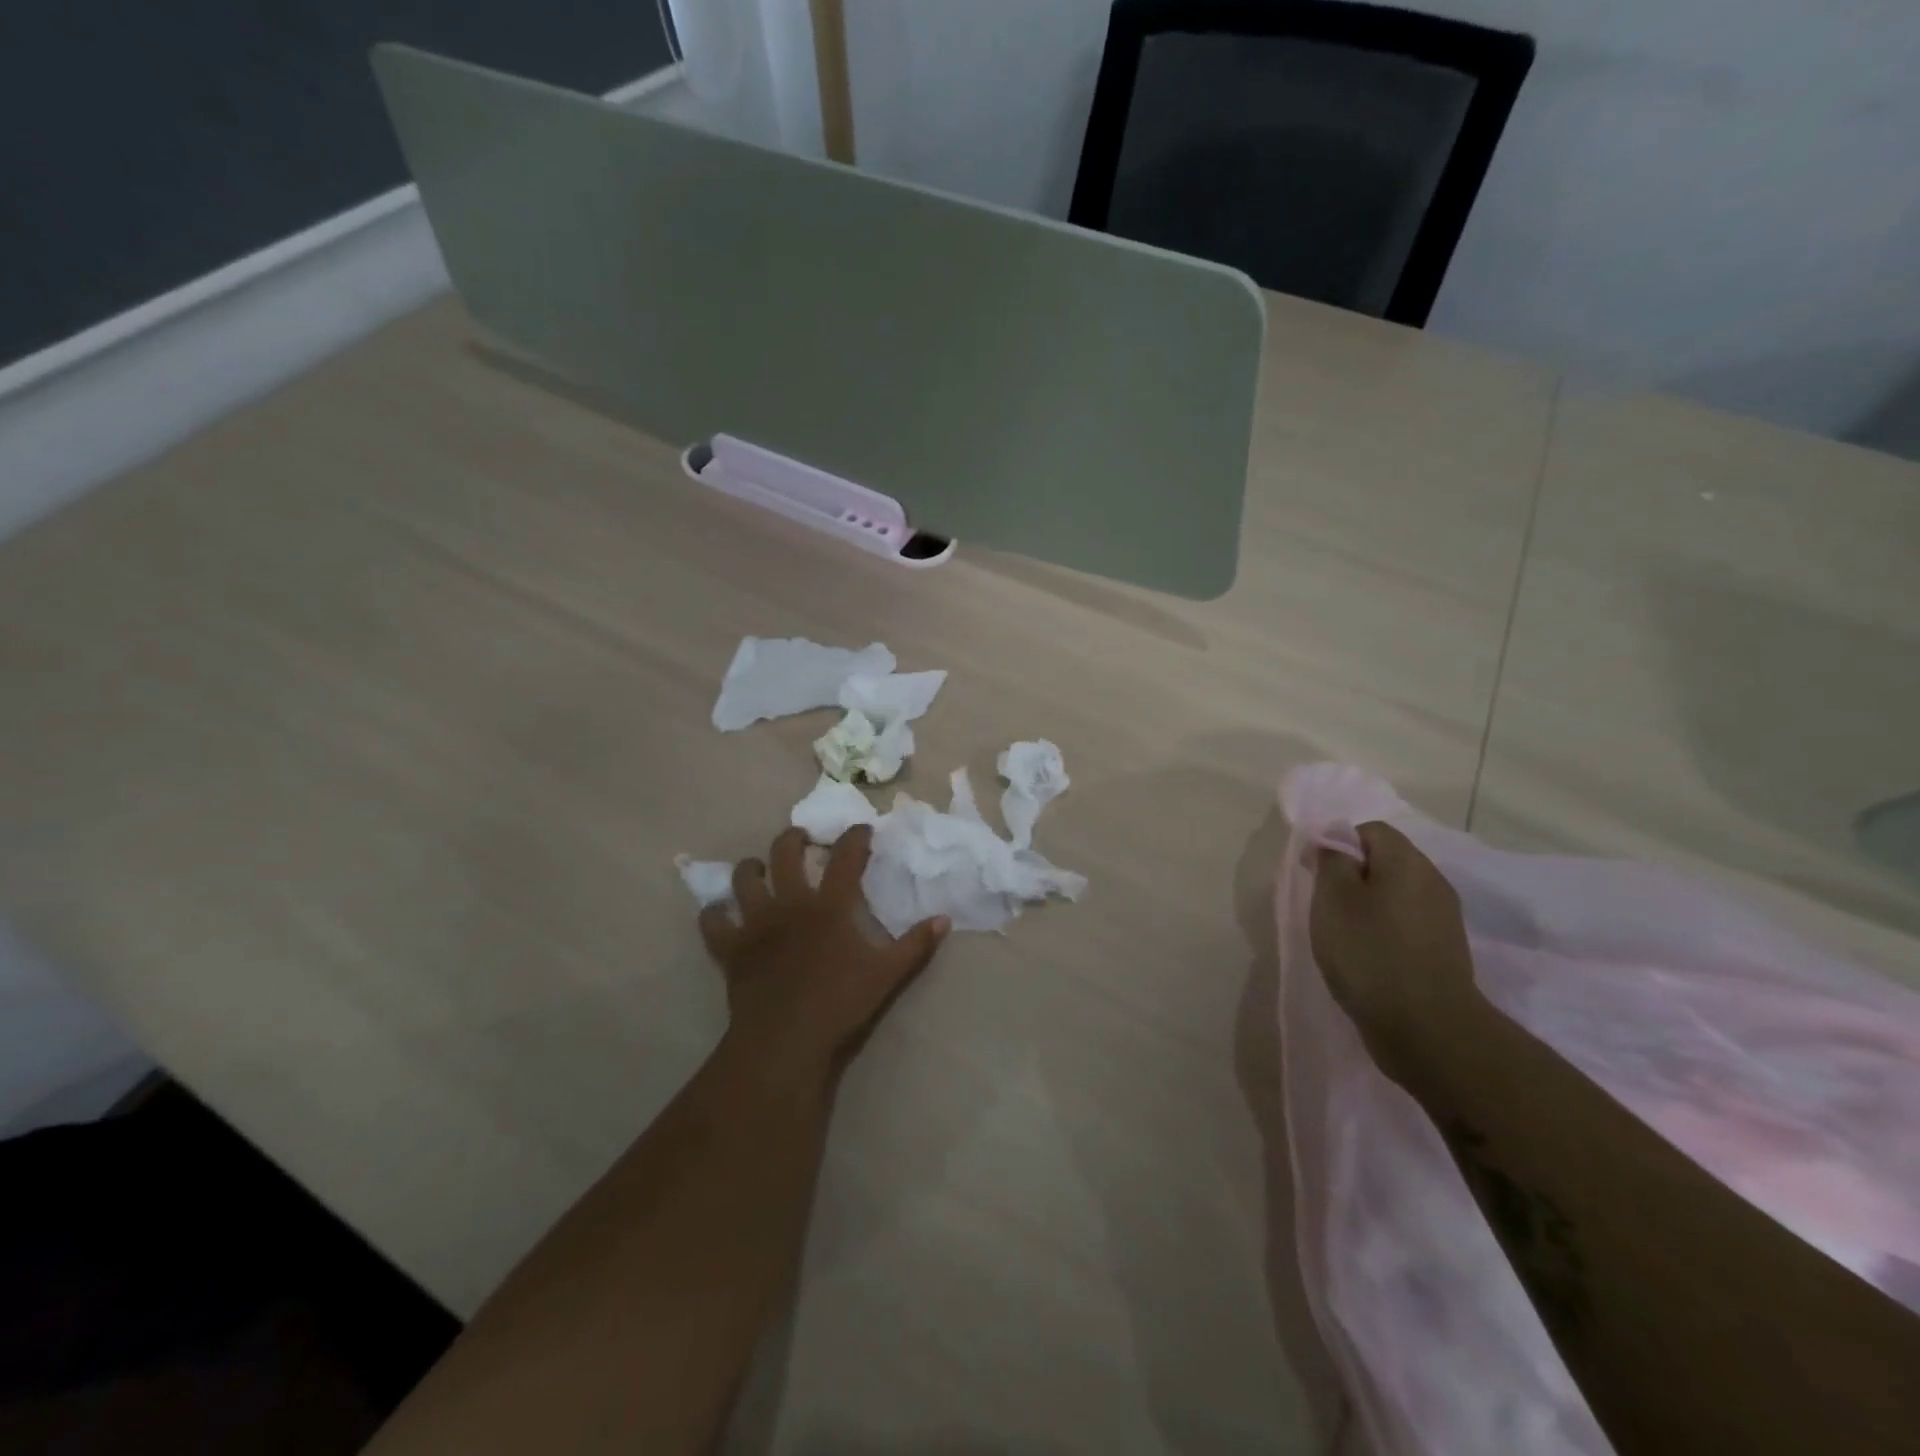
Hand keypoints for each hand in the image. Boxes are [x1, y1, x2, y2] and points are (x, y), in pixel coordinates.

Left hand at [700, 825, 948, 1087]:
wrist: (786, 1039)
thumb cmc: (840, 1003)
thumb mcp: (887, 975)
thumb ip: (916, 945)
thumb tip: (944, 919)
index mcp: (829, 905)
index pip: (845, 857)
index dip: (854, 837)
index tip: (861, 829)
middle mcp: (790, 903)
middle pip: (785, 853)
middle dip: (794, 839)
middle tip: (802, 839)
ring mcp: (756, 923)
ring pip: (745, 879)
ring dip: (751, 868)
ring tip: (758, 868)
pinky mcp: (731, 948)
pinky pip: (713, 922)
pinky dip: (714, 914)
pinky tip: (719, 912)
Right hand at [1309, 821, 1481, 1089]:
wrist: (1426, 1028)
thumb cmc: (1370, 953)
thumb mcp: (1333, 899)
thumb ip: (1332, 861)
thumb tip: (1335, 845)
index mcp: (1408, 862)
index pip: (1370, 830)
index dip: (1337, 843)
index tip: (1314, 873)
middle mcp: (1433, 882)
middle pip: (1385, 861)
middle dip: (1350, 876)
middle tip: (1324, 904)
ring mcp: (1443, 918)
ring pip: (1395, 894)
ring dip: (1366, 906)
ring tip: (1341, 934)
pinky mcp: (1443, 950)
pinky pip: (1405, 924)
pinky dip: (1382, 931)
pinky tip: (1366, 956)